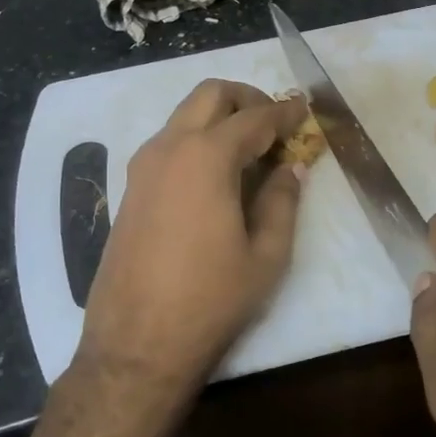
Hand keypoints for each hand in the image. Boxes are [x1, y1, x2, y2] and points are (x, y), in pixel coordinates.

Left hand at [75, 80, 307, 411]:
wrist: (137, 342)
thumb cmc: (211, 299)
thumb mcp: (266, 255)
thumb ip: (282, 201)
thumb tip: (291, 168)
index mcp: (207, 157)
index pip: (254, 117)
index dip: (285, 112)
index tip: (305, 111)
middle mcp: (169, 147)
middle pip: (210, 94)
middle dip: (246, 99)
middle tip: (274, 124)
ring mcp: (143, 166)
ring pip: (184, 116)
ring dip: (218, 118)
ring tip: (250, 151)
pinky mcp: (130, 188)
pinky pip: (168, 143)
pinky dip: (196, 140)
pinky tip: (216, 176)